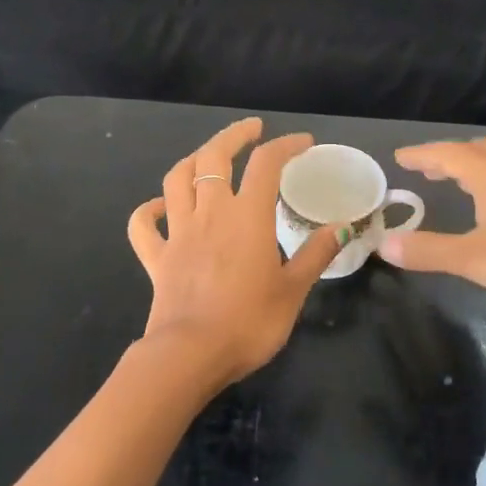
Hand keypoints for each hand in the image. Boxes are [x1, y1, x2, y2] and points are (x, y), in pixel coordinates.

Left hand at [127, 118, 343, 390]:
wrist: (190, 355)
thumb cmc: (249, 322)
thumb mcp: (293, 289)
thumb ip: (316, 254)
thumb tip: (342, 228)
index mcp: (247, 216)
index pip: (266, 163)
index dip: (286, 145)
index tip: (303, 143)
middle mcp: (209, 213)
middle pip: (213, 157)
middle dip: (234, 136)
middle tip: (252, 129)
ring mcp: (178, 233)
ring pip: (176, 179)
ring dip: (193, 161)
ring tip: (208, 158)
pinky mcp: (156, 258)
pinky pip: (143, 225)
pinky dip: (150, 210)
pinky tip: (162, 207)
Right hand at [379, 138, 485, 326]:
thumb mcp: (474, 259)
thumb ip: (428, 251)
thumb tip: (384, 244)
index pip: (448, 154)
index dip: (422, 154)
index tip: (400, 157)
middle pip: (475, 152)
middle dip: (447, 157)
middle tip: (424, 168)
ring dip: (471, 167)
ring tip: (453, 179)